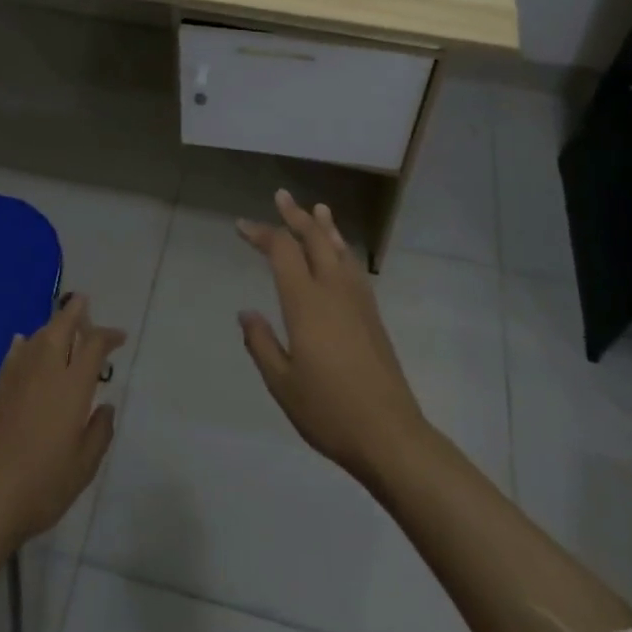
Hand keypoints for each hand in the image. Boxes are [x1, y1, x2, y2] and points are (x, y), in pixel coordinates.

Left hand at [0, 293, 125, 548]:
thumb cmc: (44, 484)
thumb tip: (105, 406)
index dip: (108, 336)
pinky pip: (16, 353)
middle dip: (75, 311)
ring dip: (52, 326)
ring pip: (38, 336)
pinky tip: (23, 343)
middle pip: (61, 327)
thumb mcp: (85, 465)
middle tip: (85, 304)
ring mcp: (18, 378)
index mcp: (72, 385)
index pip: (93, 345)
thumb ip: (99, 431)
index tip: (120, 337)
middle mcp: (45, 371)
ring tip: (62, 329)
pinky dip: (25, 343)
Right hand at [238, 190, 425, 484]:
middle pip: (314, 239)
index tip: (242, 225)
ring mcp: (358, 301)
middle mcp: (333, 290)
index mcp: (306, 303)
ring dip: (325, 227)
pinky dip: (342, 249)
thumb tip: (246, 312)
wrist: (390, 435)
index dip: (262, 234)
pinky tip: (341, 253)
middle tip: (281, 196)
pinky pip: (354, 268)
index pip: (282, 251)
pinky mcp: (373, 316)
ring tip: (318, 208)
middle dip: (296, 216)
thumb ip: (261, 343)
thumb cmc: (329, 410)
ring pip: (339, 250)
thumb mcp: (282, 383)